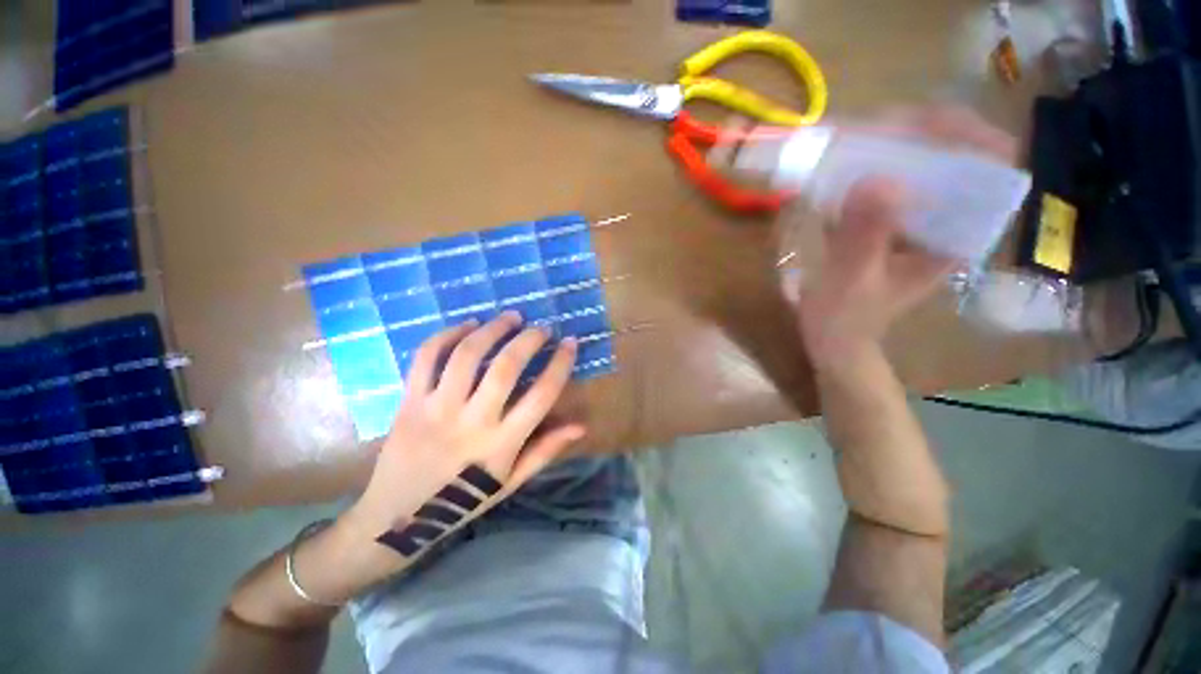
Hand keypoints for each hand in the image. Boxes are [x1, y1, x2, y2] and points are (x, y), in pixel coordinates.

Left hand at [344, 311, 584, 541]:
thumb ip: (546, 450)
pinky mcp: (408, 402)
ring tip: (510, 317)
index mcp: (501, 444)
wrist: (395, 520)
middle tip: (541, 327)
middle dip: (529, 339)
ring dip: (492, 329)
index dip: (560, 364)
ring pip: (466, 355)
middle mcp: (471, 422)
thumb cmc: (461, 502)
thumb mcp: (510, 482)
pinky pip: (426, 358)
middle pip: (505, 367)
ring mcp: (436, 409)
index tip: (570, 342)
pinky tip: (467, 326)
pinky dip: (447, 335)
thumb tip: (581, 425)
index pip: (541, 395)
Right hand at [795, 105, 1016, 370]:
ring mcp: (916, 218)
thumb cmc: (846, 318)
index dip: (964, 135)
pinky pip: (887, 178)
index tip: (919, 126)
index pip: (990, 166)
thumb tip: (875, 179)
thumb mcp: (852, 282)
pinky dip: (866, 164)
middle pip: (953, 153)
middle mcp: (947, 220)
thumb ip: (865, 238)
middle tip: (872, 129)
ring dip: (890, 143)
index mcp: (959, 235)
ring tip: (853, 138)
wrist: (833, 338)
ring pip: (919, 161)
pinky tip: (840, 163)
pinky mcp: (888, 220)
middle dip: (918, 132)